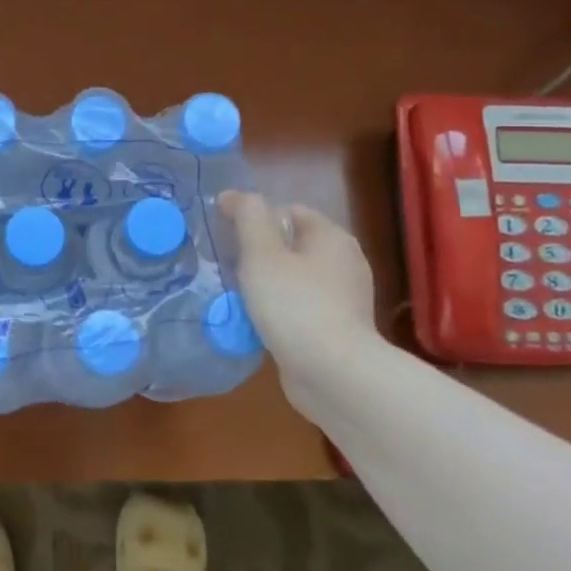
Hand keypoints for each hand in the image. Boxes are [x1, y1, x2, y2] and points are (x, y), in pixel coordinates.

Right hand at [219, 191, 378, 384]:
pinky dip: (280, 311)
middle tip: (229, 267)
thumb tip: (233, 195)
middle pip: (292, 245)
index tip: (226, 235)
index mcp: (331, 237)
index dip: (255, 217)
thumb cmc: (295, 305)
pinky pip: (301, 308)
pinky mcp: (338, 330)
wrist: (333, 375)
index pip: (288, 211)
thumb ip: (247, 217)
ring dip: (267, 284)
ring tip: (238, 296)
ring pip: (295, 278)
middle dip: (259, 253)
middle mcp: (344, 262)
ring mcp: (344, 299)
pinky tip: (259, 323)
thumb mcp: (262, 253)